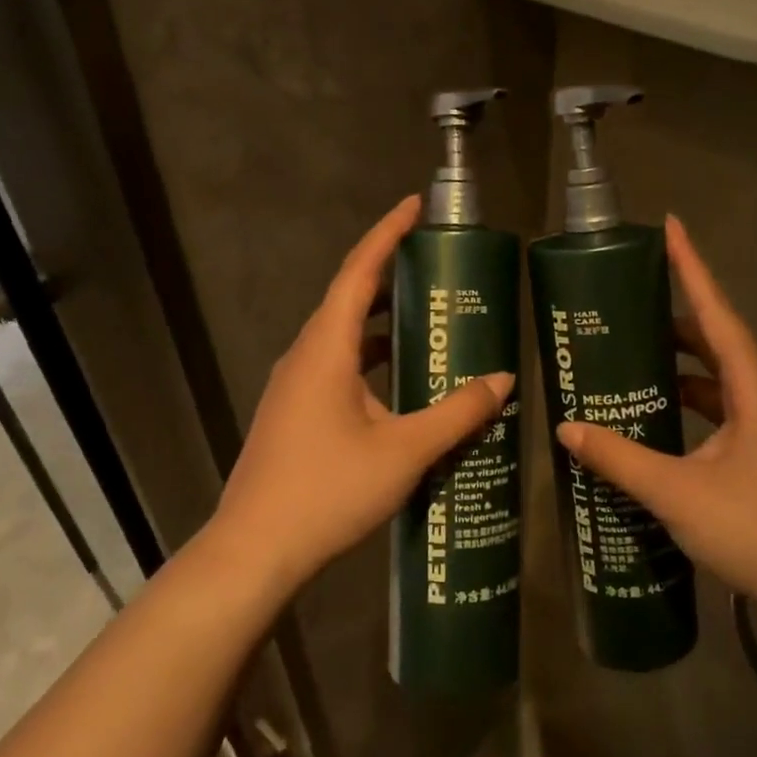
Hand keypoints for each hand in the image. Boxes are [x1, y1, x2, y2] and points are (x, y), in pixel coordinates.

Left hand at [208, 196, 513, 594]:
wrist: (254, 551)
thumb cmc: (327, 491)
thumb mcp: (404, 451)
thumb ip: (456, 413)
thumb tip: (503, 381)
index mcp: (326, 348)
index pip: (358, 272)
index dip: (387, 233)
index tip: (415, 204)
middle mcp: (305, 356)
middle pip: (349, 298)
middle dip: (391, 275)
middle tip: (438, 266)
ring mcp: (294, 386)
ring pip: (343, 336)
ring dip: (383, 322)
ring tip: (429, 318)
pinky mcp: (293, 413)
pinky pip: (337, 366)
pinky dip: (371, 359)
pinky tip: (401, 383)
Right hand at [555, 216, 756, 621]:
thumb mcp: (677, 493)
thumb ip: (620, 459)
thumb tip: (568, 431)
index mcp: (754, 390)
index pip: (718, 313)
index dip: (693, 268)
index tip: (671, 226)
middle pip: (717, 342)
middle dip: (676, 319)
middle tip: (629, 306)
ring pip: (719, 380)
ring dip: (681, 367)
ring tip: (633, 359)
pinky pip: (721, 413)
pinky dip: (689, 405)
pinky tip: (657, 420)